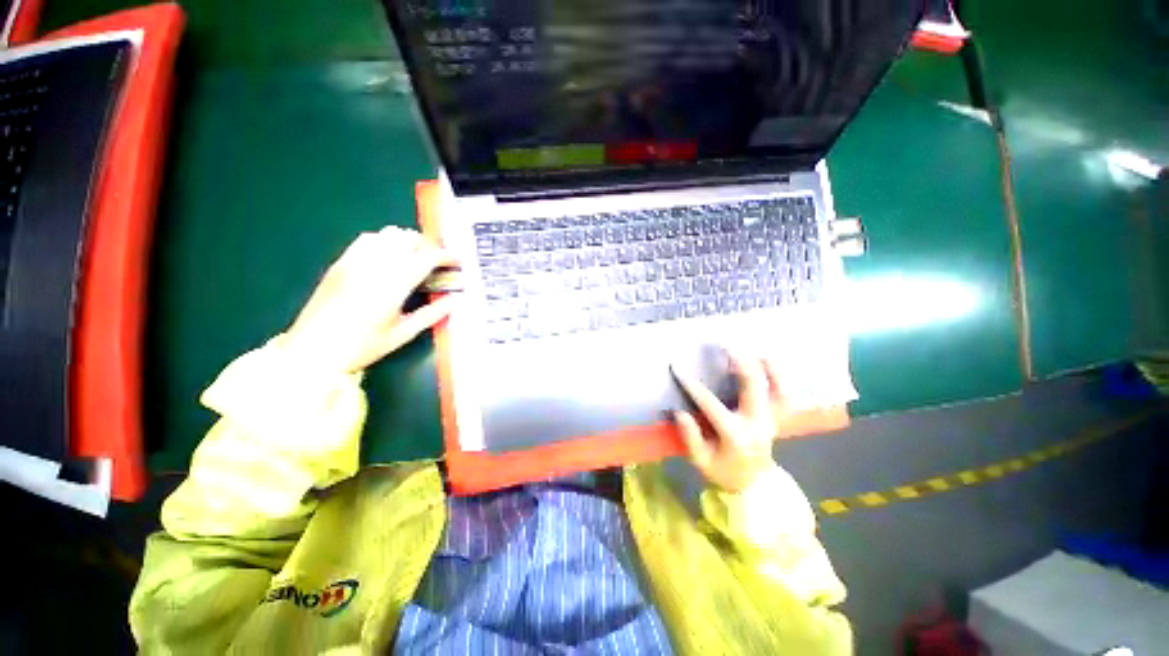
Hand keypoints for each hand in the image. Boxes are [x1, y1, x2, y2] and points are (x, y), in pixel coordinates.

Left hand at [284, 226, 456, 374]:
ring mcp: (354, 261)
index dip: (447, 256)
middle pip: (409, 239)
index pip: (426, 258)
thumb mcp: (403, 334)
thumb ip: (431, 314)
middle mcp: (374, 266)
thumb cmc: (362, 347)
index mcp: (393, 285)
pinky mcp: (341, 262)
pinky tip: (389, 257)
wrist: (312, 351)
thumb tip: (453, 300)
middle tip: (440, 263)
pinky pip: (367, 239)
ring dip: (408, 242)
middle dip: (430, 247)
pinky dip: (386, 242)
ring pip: (388, 234)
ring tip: (417, 258)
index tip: (459, 262)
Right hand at [671, 350, 789, 492]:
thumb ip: (690, 437)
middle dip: (740, 362)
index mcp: (735, 436)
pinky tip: (768, 362)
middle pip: (753, 387)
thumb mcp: (700, 461)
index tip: (677, 367)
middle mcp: (757, 424)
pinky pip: (785, 395)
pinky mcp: (778, 418)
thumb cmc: (723, 472)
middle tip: (726, 345)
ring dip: (767, 367)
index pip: (710, 404)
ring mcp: (771, 420)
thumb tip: (679, 412)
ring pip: (778, 388)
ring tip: (754, 349)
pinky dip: (779, 377)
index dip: (691, 384)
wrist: (754, 485)